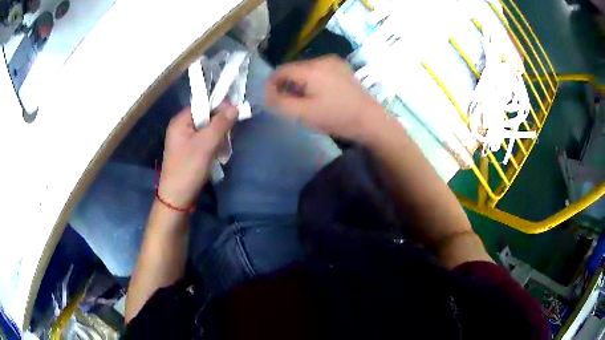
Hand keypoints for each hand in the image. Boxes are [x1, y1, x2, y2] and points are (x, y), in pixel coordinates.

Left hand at [157, 104, 237, 208]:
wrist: (176, 199)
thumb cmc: (188, 169)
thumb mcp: (206, 144)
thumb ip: (220, 124)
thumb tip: (235, 106)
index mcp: (180, 121)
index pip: (203, 105)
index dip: (219, 107)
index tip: (235, 115)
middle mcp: (180, 128)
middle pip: (205, 117)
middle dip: (220, 126)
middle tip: (229, 137)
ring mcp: (184, 141)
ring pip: (206, 131)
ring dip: (218, 138)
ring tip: (224, 151)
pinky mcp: (188, 153)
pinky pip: (204, 142)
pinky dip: (213, 146)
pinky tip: (218, 156)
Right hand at [266, 55, 385, 140]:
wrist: (371, 120)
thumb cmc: (337, 118)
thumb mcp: (304, 114)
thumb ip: (281, 103)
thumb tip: (267, 95)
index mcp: (311, 69)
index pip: (281, 70)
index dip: (271, 84)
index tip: (270, 100)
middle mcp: (322, 60)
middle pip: (294, 69)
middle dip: (286, 84)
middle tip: (286, 103)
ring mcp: (334, 62)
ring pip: (306, 69)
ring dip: (299, 83)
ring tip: (302, 101)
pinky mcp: (342, 68)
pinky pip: (319, 71)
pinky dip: (312, 81)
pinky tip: (318, 95)